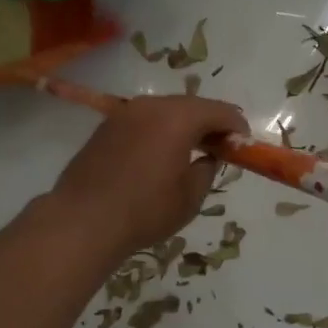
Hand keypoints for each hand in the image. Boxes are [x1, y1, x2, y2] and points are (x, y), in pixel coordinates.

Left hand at [50, 94, 248, 258]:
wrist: (83, 220)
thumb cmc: (145, 210)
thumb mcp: (190, 196)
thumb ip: (207, 170)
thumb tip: (208, 158)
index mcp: (178, 117)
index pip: (220, 111)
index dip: (236, 127)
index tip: (244, 146)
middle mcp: (151, 106)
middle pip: (191, 106)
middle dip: (210, 124)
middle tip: (221, 148)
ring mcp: (124, 114)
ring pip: (165, 111)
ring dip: (183, 127)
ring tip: (191, 152)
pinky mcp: (105, 128)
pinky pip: (143, 121)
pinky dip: (158, 132)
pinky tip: (159, 155)